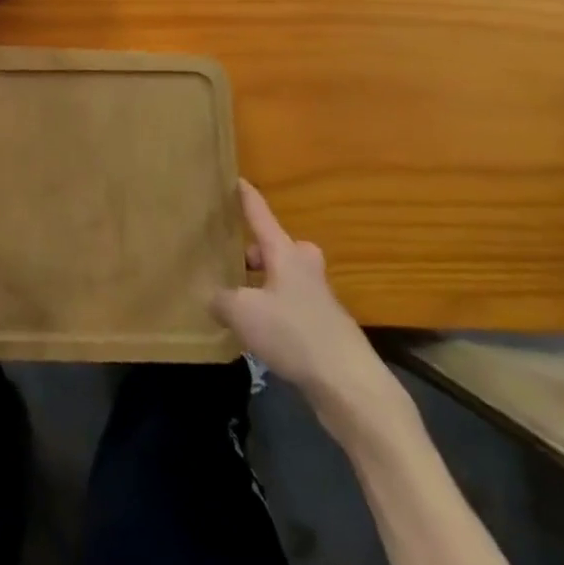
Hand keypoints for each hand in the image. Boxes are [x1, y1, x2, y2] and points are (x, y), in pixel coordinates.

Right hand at [211, 181, 401, 441]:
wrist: (350, 385)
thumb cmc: (294, 333)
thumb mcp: (242, 312)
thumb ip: (220, 299)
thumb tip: (214, 297)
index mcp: (285, 254)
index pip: (260, 214)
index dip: (246, 197)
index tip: (236, 178)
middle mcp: (304, 269)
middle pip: (277, 248)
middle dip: (254, 251)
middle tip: (230, 261)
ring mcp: (318, 299)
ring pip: (284, 279)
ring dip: (262, 284)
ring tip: (235, 299)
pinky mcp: (324, 329)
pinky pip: (290, 307)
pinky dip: (272, 311)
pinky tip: (256, 332)